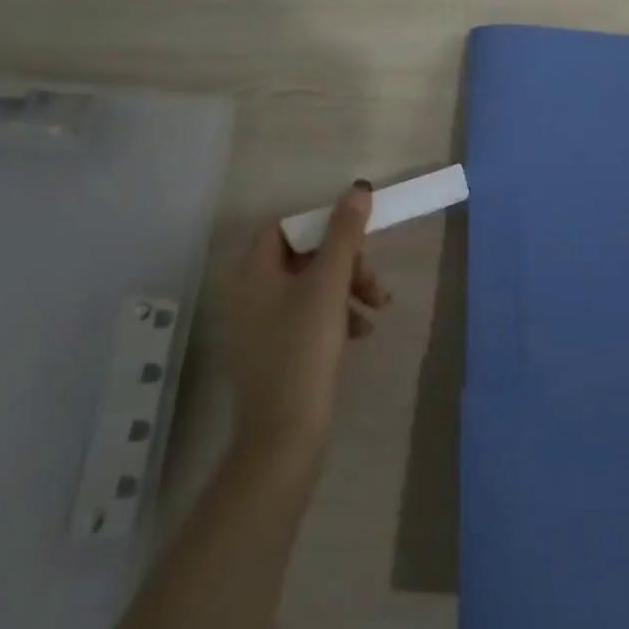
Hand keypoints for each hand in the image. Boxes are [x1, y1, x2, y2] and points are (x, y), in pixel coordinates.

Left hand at [225, 182, 390, 468]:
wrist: (284, 439)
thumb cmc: (303, 351)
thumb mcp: (328, 285)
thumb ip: (344, 234)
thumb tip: (358, 189)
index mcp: (253, 273)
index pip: (283, 227)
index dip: (319, 225)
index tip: (353, 238)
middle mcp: (250, 294)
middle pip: (302, 257)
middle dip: (344, 262)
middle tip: (373, 280)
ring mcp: (261, 326)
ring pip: (310, 287)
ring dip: (347, 288)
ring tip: (378, 308)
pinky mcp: (275, 353)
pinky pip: (308, 317)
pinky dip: (336, 316)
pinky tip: (362, 333)